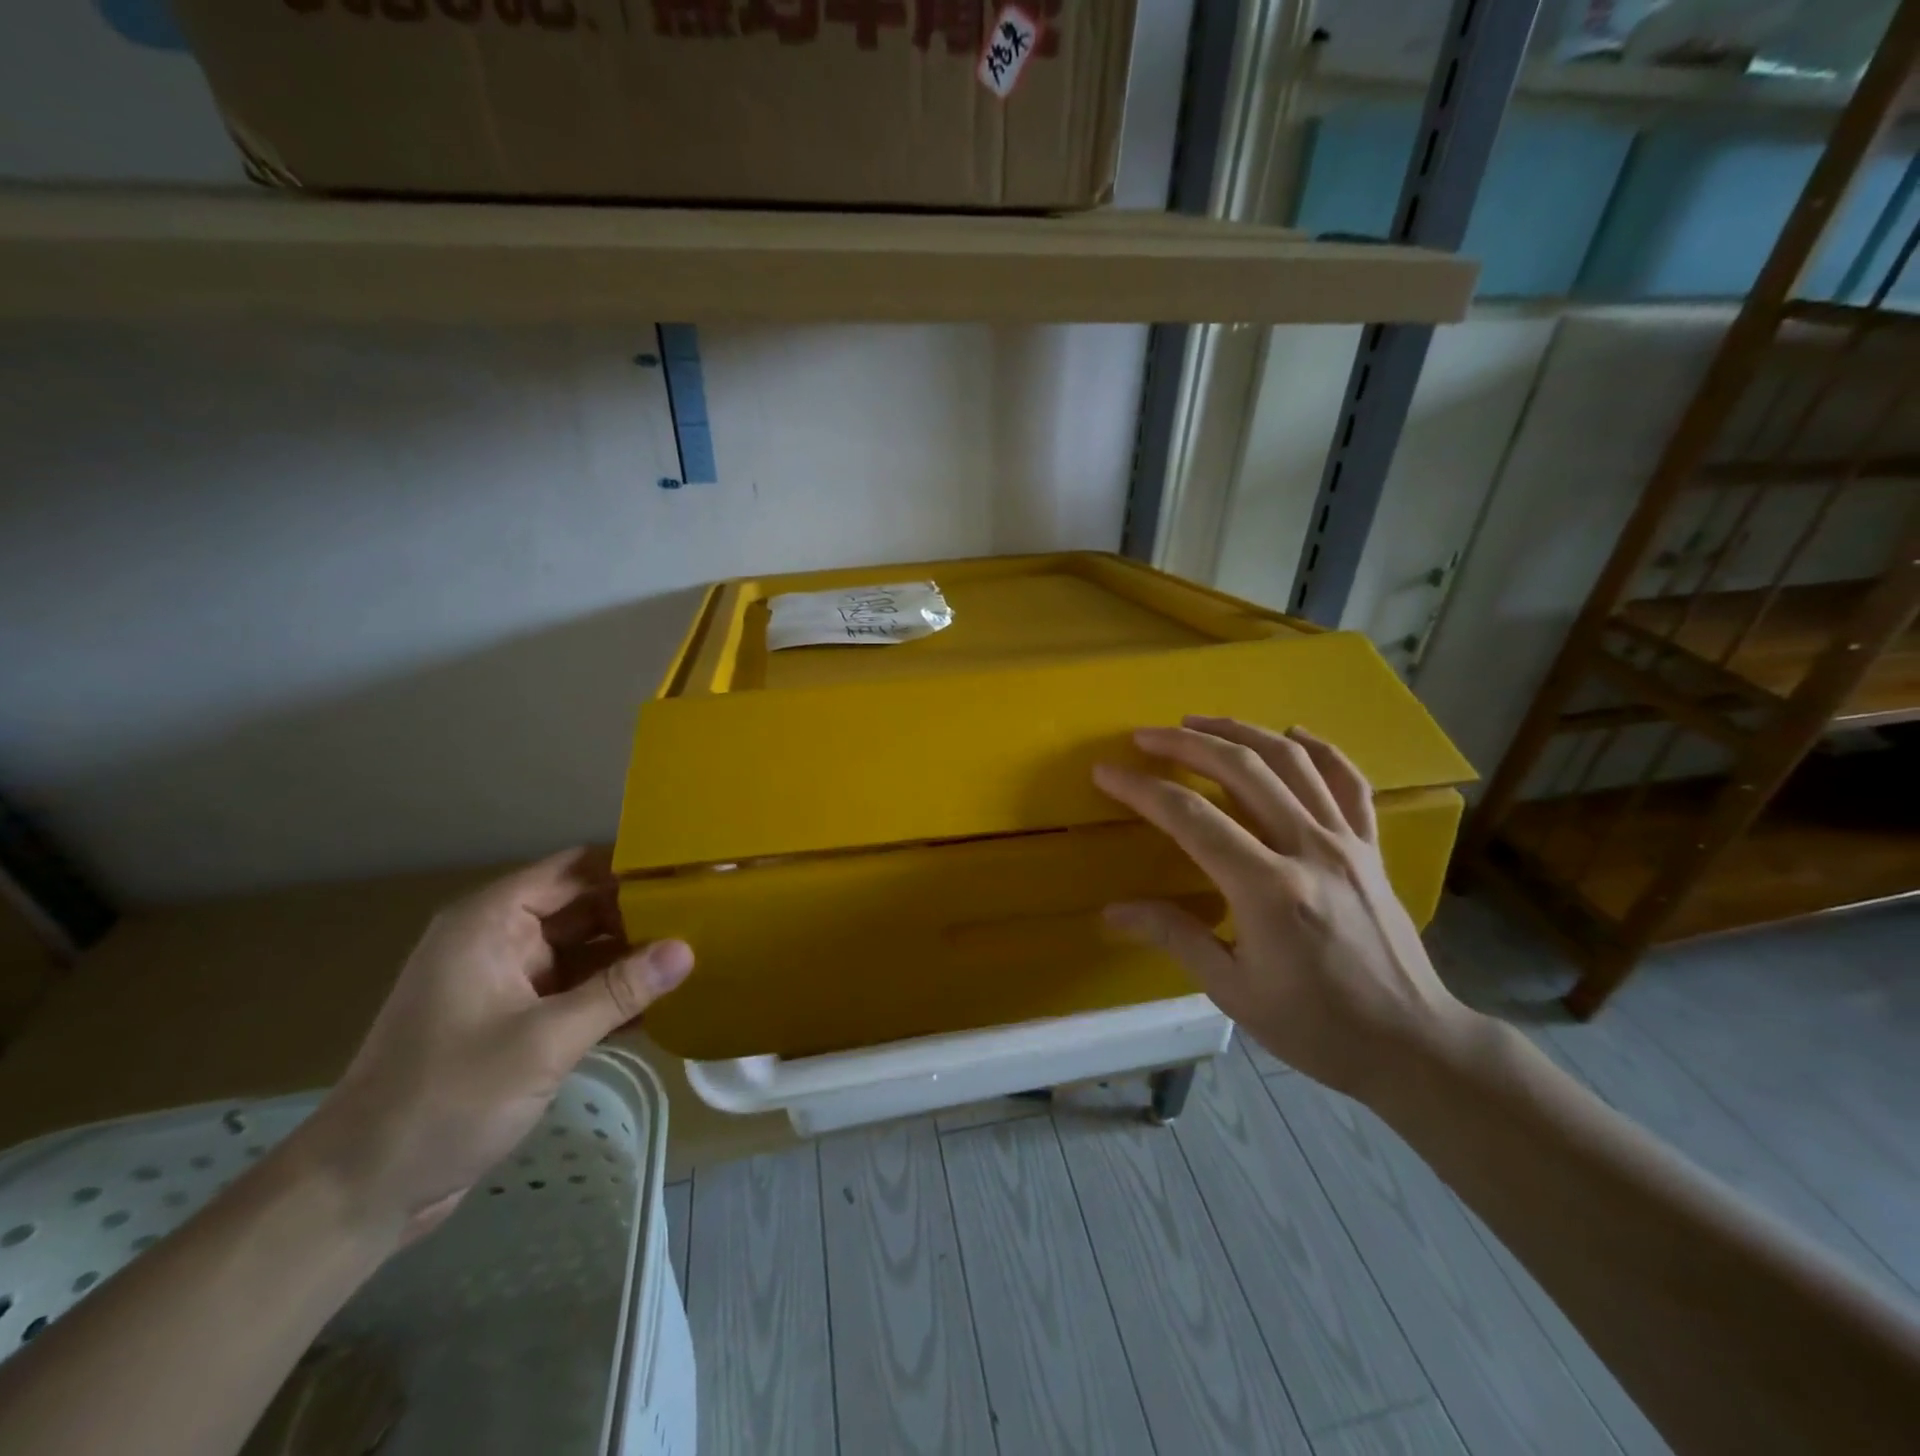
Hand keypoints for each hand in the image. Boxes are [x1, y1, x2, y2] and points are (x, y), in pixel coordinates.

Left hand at [294, 849, 693, 1243]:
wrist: (362, 1188)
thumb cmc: (447, 1097)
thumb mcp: (544, 1040)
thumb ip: (619, 990)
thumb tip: (687, 949)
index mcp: (492, 922)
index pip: (574, 870)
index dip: (630, 867)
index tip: (687, 872)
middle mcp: (499, 940)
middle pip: (584, 908)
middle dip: (640, 915)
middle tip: (707, 916)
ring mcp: (507, 982)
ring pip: (584, 951)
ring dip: (631, 957)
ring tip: (698, 955)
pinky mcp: (514, 1020)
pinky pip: (575, 991)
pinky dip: (611, 994)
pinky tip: (661, 1004)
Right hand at [1094, 717, 1474, 1103]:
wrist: (1413, 1044)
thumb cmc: (1317, 1027)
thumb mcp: (1234, 990)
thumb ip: (1174, 937)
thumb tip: (1112, 912)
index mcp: (1269, 889)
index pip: (1192, 818)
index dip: (1143, 790)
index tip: (1107, 772)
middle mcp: (1309, 849)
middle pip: (1242, 771)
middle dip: (1186, 745)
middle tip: (1145, 736)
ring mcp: (1347, 842)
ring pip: (1292, 761)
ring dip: (1240, 732)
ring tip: (1199, 722)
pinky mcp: (1371, 847)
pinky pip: (1348, 781)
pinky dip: (1318, 749)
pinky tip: (1292, 733)